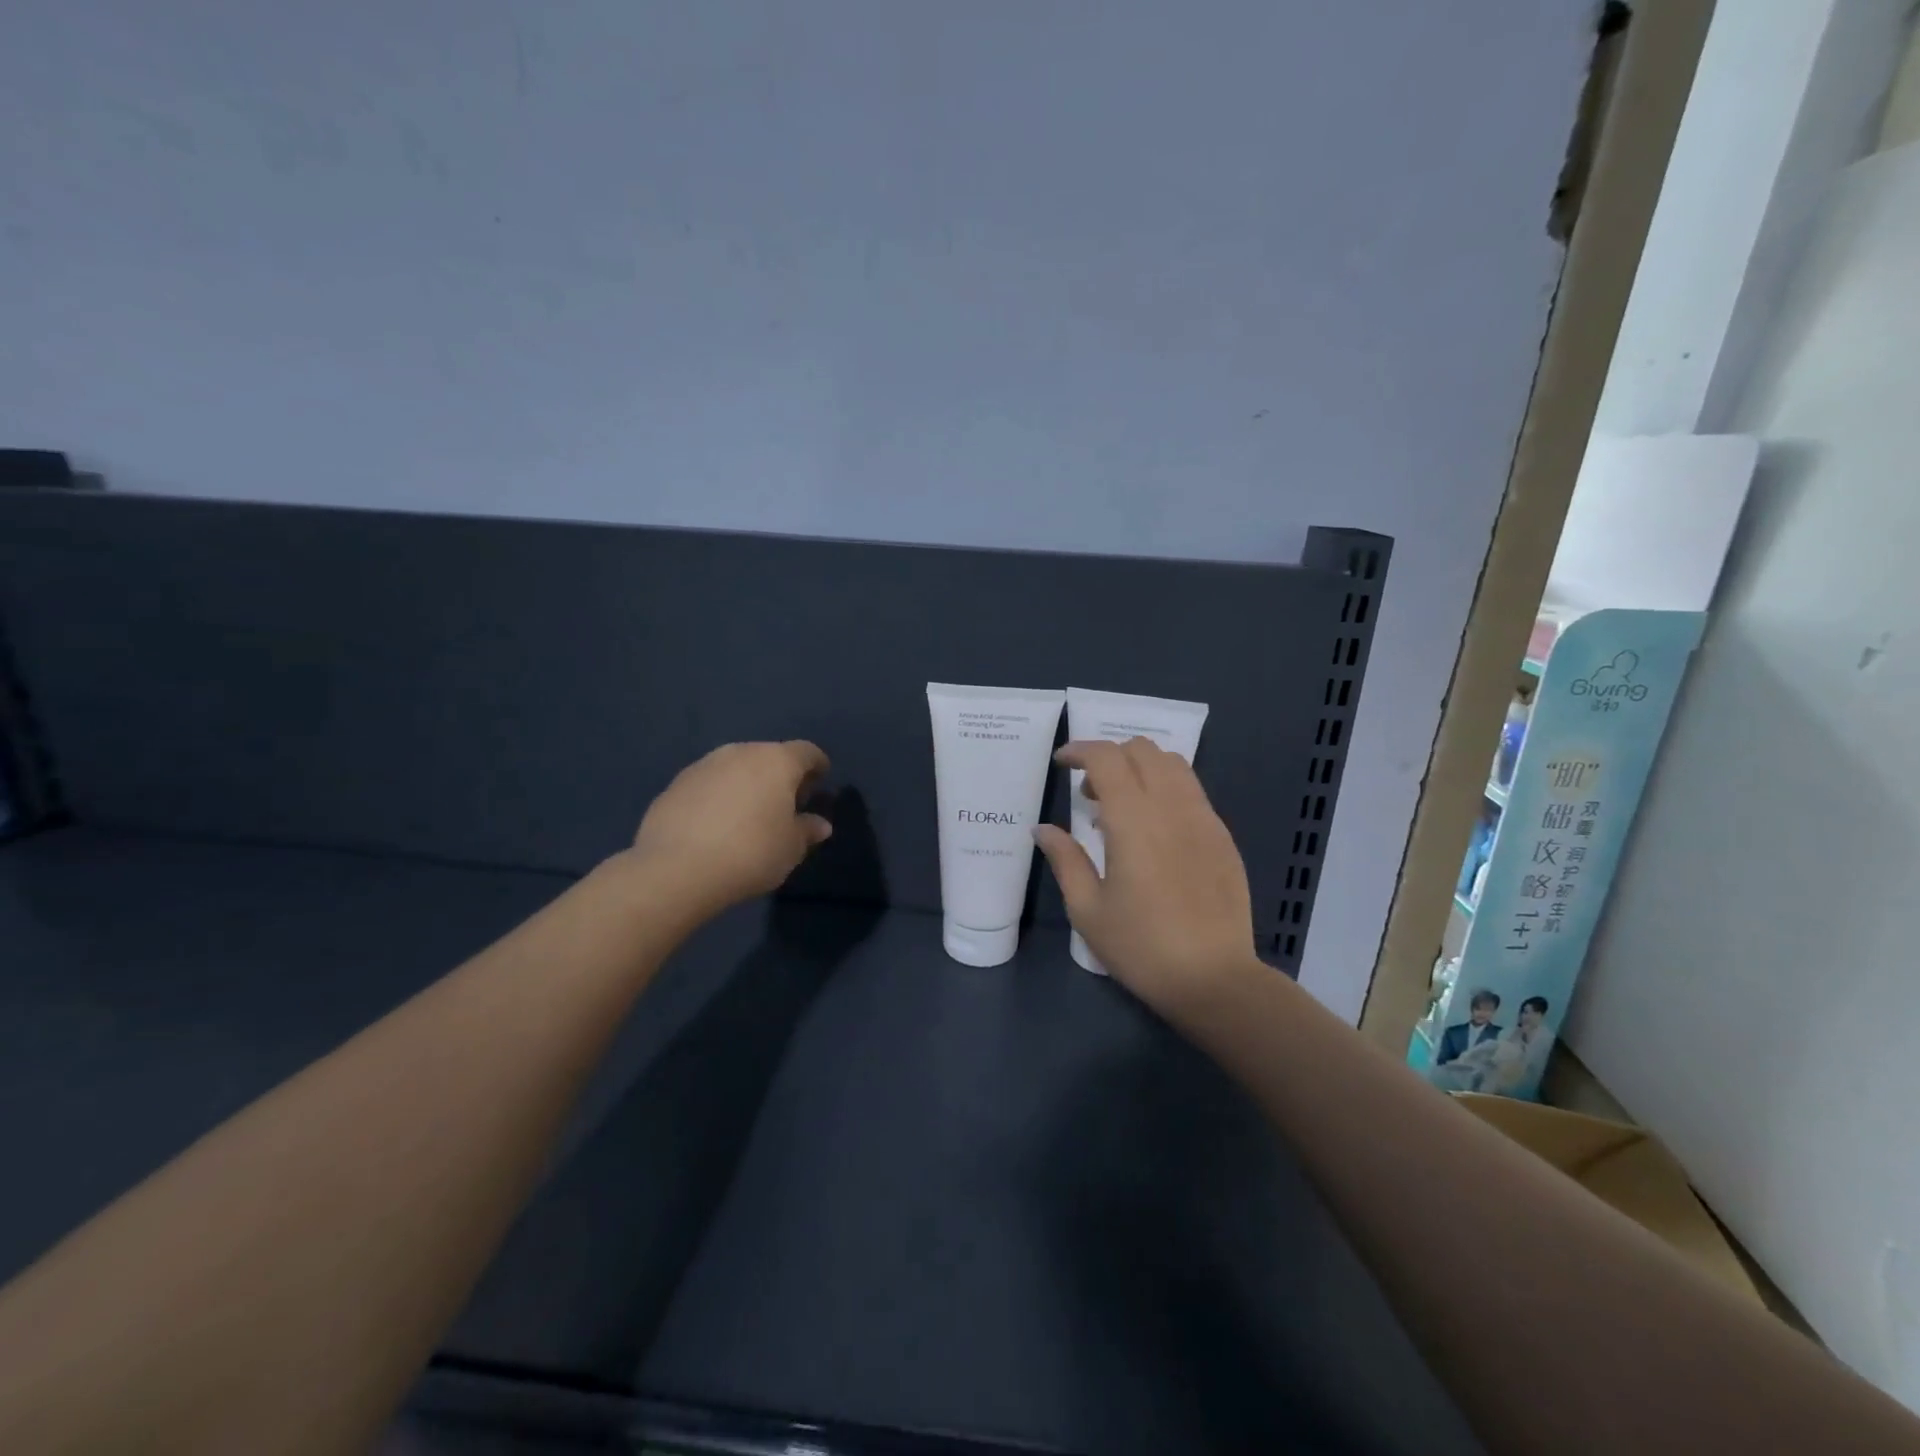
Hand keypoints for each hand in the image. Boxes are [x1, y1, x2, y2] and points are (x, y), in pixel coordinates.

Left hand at [630, 741, 832, 916]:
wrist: (676, 869)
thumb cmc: (750, 853)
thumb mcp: (791, 849)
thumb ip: (807, 830)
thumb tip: (819, 824)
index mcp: (776, 761)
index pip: (806, 752)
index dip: (817, 765)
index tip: (821, 781)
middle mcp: (741, 752)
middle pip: (769, 756)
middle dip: (780, 775)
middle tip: (786, 802)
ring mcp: (704, 765)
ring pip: (736, 767)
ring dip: (747, 784)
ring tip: (750, 814)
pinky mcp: (675, 784)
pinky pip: (709, 784)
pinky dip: (719, 796)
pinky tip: (717, 824)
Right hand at [1033, 737, 1259, 1018]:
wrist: (1214, 979)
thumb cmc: (1141, 947)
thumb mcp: (1087, 910)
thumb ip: (1065, 859)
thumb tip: (1042, 829)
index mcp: (1134, 820)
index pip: (1107, 757)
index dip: (1080, 750)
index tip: (1061, 763)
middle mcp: (1172, 807)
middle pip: (1142, 749)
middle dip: (1110, 757)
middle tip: (1090, 795)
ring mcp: (1204, 818)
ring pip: (1173, 764)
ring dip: (1141, 768)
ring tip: (1123, 807)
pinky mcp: (1223, 836)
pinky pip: (1192, 791)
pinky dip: (1166, 789)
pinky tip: (1156, 830)